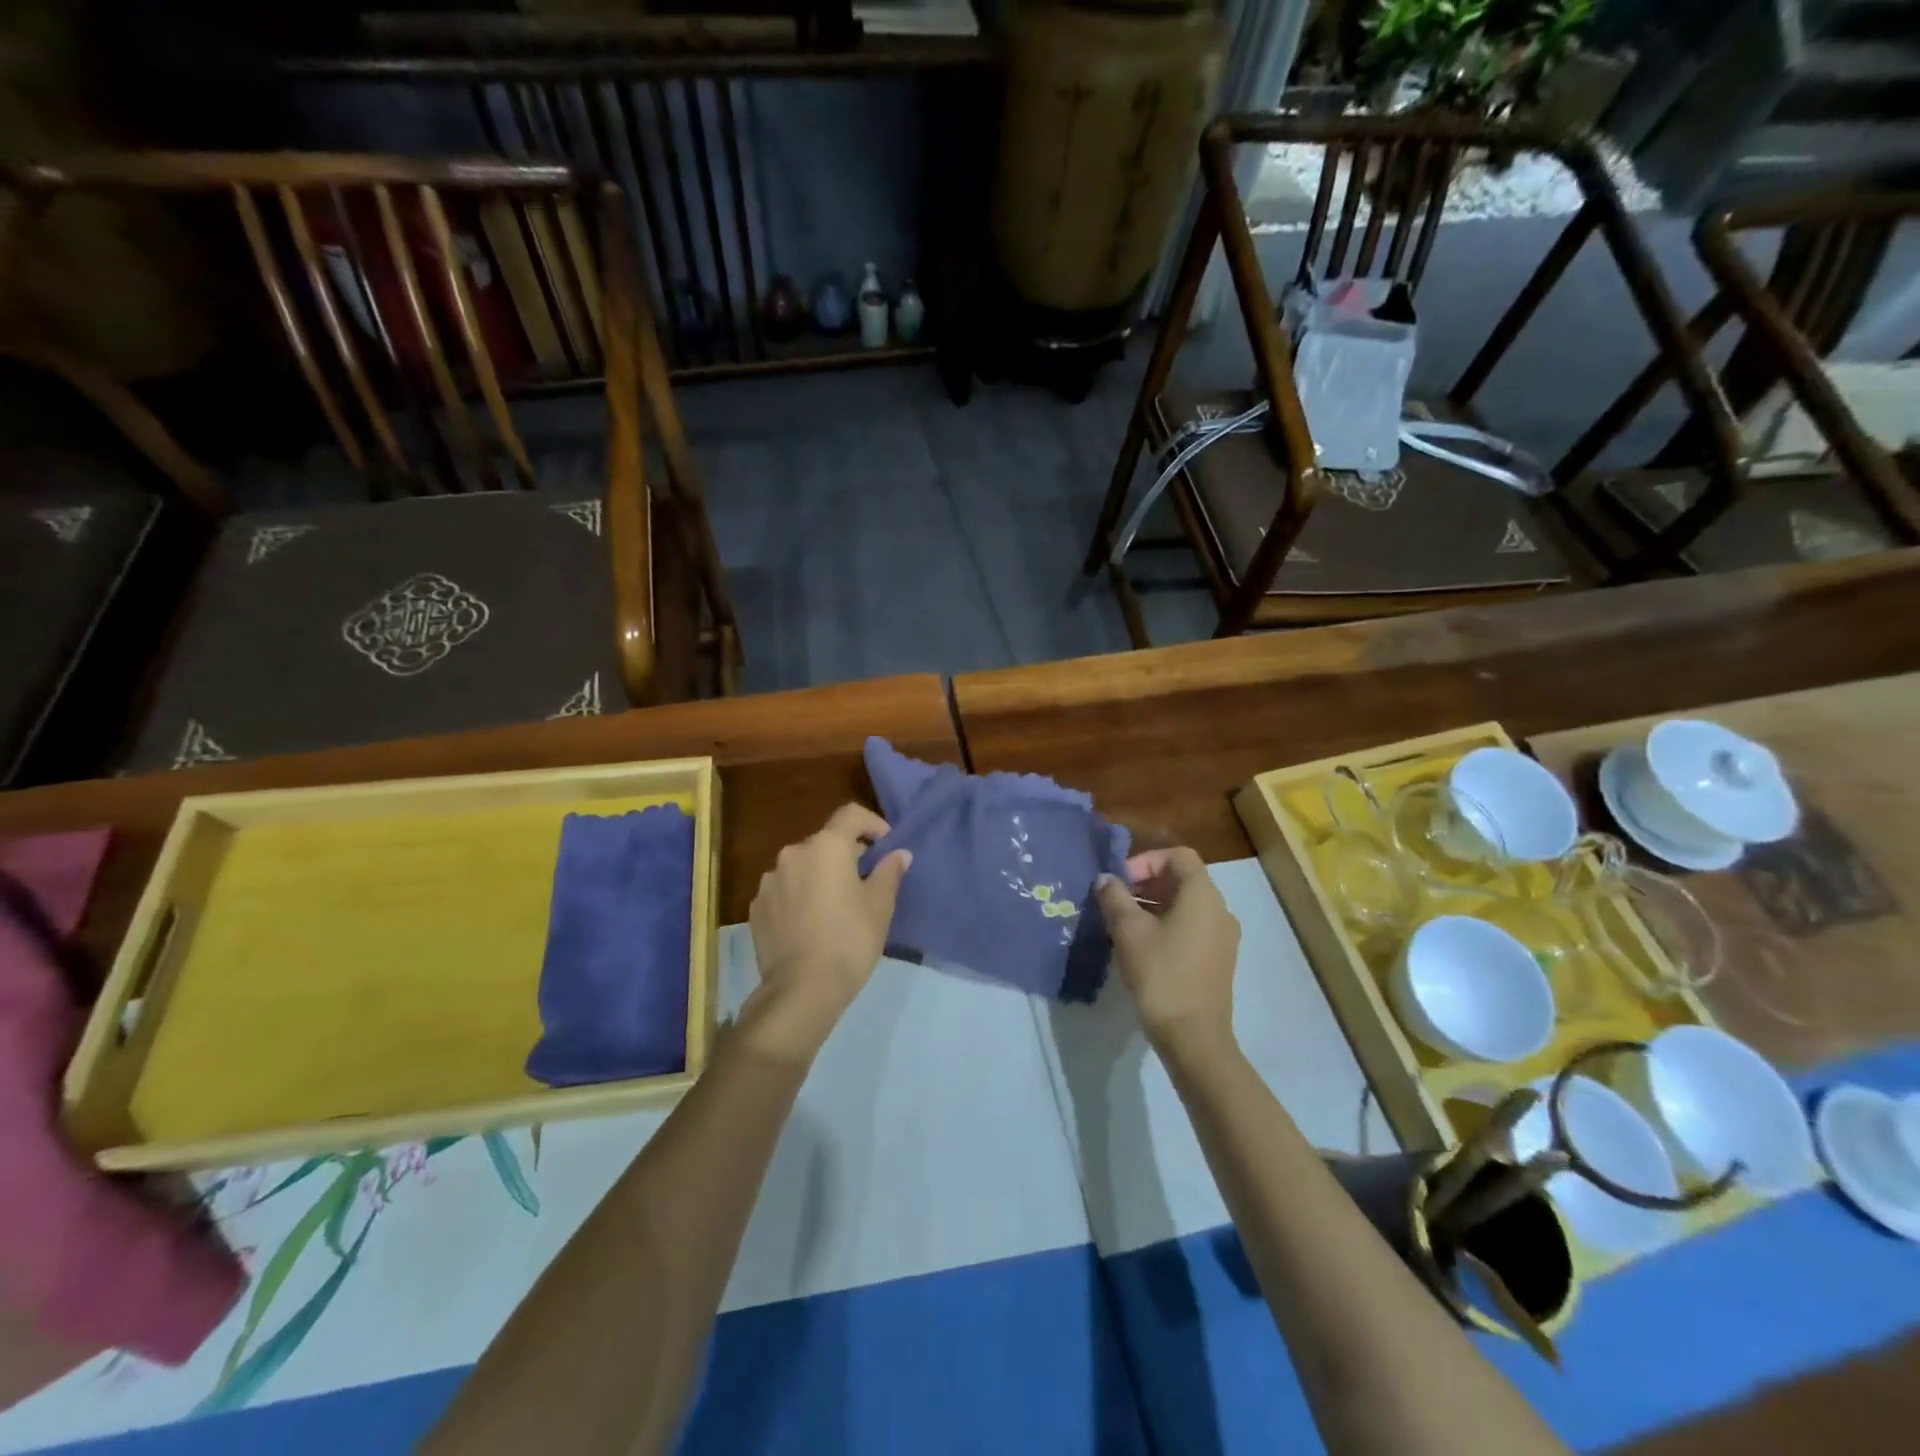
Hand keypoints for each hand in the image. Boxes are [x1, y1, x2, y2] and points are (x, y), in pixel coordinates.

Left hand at [744, 804, 910, 1059]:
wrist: (801, 989)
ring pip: (802, 866)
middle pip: (825, 842)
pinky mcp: (756, 908)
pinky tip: (811, 922)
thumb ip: (889, 871)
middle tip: (865, 880)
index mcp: (826, 846)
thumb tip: (898, 853)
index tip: (885, 844)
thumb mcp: (880, 905)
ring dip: (819, 875)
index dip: (872, 823)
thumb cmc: (850, 940)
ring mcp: (769, 881)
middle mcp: (793, 854)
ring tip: (835, 904)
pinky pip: (784, 890)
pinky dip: (799, 896)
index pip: (850, 815)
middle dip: (846, 854)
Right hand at [1094, 847, 1239, 1057]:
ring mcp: (1222, 937)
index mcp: (1203, 895)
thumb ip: (1114, 897)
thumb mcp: (1128, 931)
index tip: (1120, 881)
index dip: (1146, 860)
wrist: (1193, 1037)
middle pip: (1183, 879)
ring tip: (1121, 922)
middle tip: (1115, 900)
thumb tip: (1106, 879)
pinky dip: (1166, 924)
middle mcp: (1220, 910)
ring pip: (1186, 905)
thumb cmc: (1161, 974)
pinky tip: (1140, 945)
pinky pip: (1191, 927)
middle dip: (1146, 883)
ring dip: (1153, 905)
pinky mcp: (1218, 960)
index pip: (1179, 857)